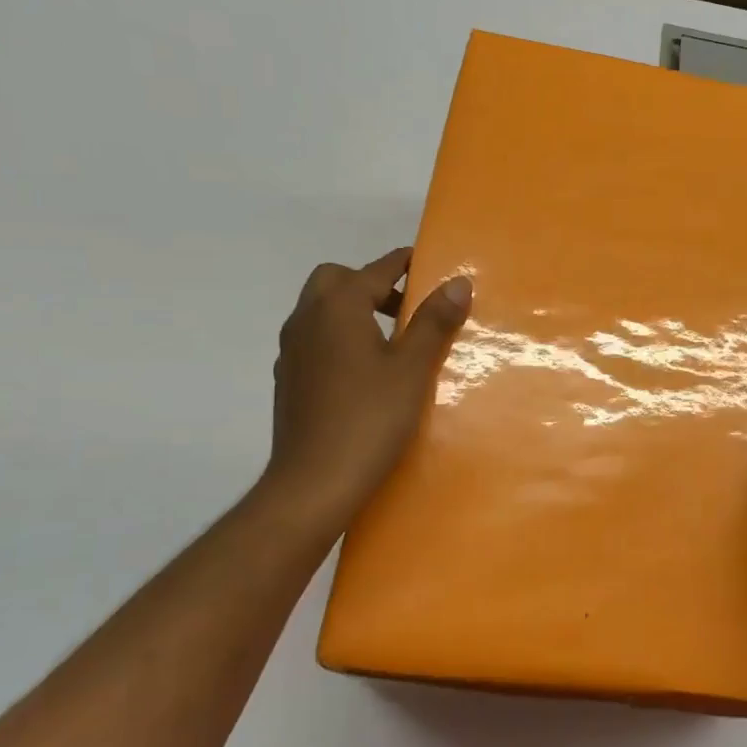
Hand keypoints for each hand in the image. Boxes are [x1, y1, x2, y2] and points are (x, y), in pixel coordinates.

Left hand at [257, 247, 471, 530]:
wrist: (314, 483)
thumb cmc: (369, 419)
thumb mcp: (412, 369)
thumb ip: (434, 322)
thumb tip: (457, 282)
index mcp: (338, 307)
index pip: (375, 269)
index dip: (404, 263)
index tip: (429, 264)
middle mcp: (307, 318)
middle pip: (336, 280)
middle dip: (371, 283)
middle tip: (407, 308)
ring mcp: (292, 350)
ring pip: (321, 310)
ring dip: (353, 310)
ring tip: (391, 340)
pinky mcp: (289, 379)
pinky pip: (315, 339)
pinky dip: (339, 337)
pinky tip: (364, 372)